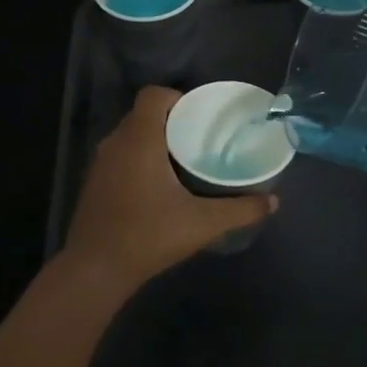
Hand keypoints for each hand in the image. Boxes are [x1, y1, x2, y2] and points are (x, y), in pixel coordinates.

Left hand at [60, 87, 276, 292]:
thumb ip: (240, 210)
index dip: (177, 97)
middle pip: (144, 114)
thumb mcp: (202, 223)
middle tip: (200, 138)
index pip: (153, 95)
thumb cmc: (148, 236)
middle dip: (172, 121)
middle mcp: (116, 142)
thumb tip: (272, 202)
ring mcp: (100, 163)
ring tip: (184, 160)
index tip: (199, 117)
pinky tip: (159, 185)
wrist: (94, 270)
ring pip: (131, 135)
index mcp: (139, 139)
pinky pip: (121, 155)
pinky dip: (139, 159)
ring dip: (155, 141)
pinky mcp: (94, 182)